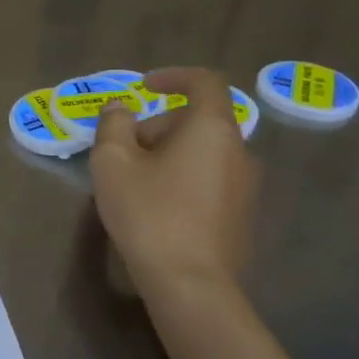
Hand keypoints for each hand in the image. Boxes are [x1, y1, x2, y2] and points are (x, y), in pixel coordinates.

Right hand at [90, 66, 257, 301]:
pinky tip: (156, 207)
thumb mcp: (112, 161)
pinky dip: (183, 177)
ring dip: (169, 153)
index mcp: (212, 129)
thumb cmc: (149, 212)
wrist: (190, 283)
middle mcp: (239, 151)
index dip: (173, 76)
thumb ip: (114, 123)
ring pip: (203, 151)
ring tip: (134, 180)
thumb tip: (123, 107)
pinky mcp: (242, 215)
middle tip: (122, 150)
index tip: (143, 87)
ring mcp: (246, 186)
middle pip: (198, 120)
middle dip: (158, 125)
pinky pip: (210, 179)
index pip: (204, 81)